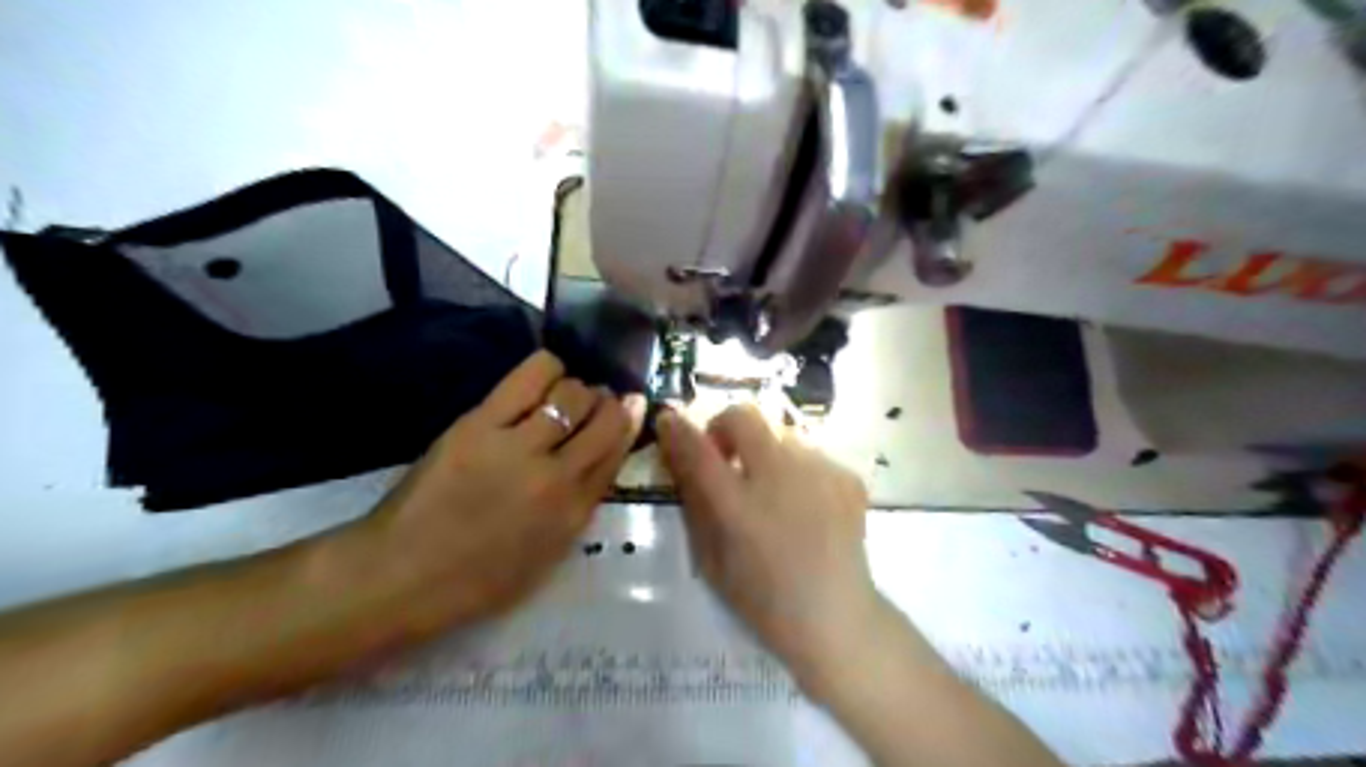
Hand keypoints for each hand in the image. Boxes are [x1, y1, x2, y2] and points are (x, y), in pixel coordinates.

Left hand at [362, 352, 639, 624]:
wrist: (402, 576)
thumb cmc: (477, 578)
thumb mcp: (547, 554)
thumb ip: (580, 507)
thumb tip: (600, 460)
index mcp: (574, 512)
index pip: (617, 450)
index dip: (628, 422)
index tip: (630, 407)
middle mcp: (557, 475)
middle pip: (603, 417)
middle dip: (608, 402)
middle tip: (595, 401)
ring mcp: (518, 446)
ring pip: (572, 392)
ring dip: (577, 387)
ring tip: (563, 394)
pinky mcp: (480, 423)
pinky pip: (531, 376)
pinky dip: (548, 368)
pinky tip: (544, 375)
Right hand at [657, 407, 881, 681]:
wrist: (836, 616)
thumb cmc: (764, 599)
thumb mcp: (711, 559)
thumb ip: (694, 501)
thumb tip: (680, 455)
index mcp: (739, 507)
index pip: (698, 450)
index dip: (677, 429)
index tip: (668, 420)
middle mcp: (780, 477)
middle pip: (744, 416)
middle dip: (725, 427)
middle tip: (726, 457)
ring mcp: (820, 472)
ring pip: (780, 433)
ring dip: (765, 451)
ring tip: (772, 489)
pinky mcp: (847, 476)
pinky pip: (811, 453)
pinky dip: (799, 469)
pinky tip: (805, 504)